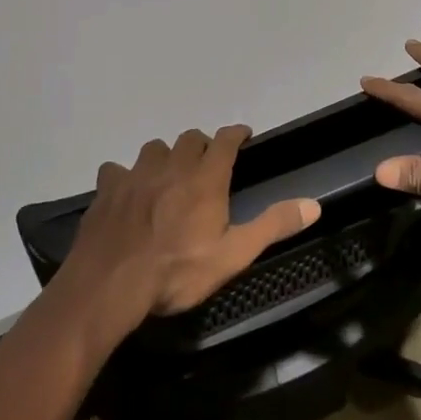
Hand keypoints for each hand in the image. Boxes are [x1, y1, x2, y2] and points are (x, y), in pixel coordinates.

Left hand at [64, 126, 320, 326]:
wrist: (110, 285)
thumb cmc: (177, 272)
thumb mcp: (233, 255)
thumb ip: (272, 226)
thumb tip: (314, 204)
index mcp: (205, 179)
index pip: (225, 140)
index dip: (236, 134)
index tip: (243, 135)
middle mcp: (172, 166)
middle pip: (189, 139)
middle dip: (201, 146)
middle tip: (206, 165)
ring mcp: (136, 175)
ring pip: (154, 149)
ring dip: (165, 157)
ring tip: (168, 176)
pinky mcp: (107, 189)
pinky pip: (116, 169)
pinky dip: (125, 176)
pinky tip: (126, 192)